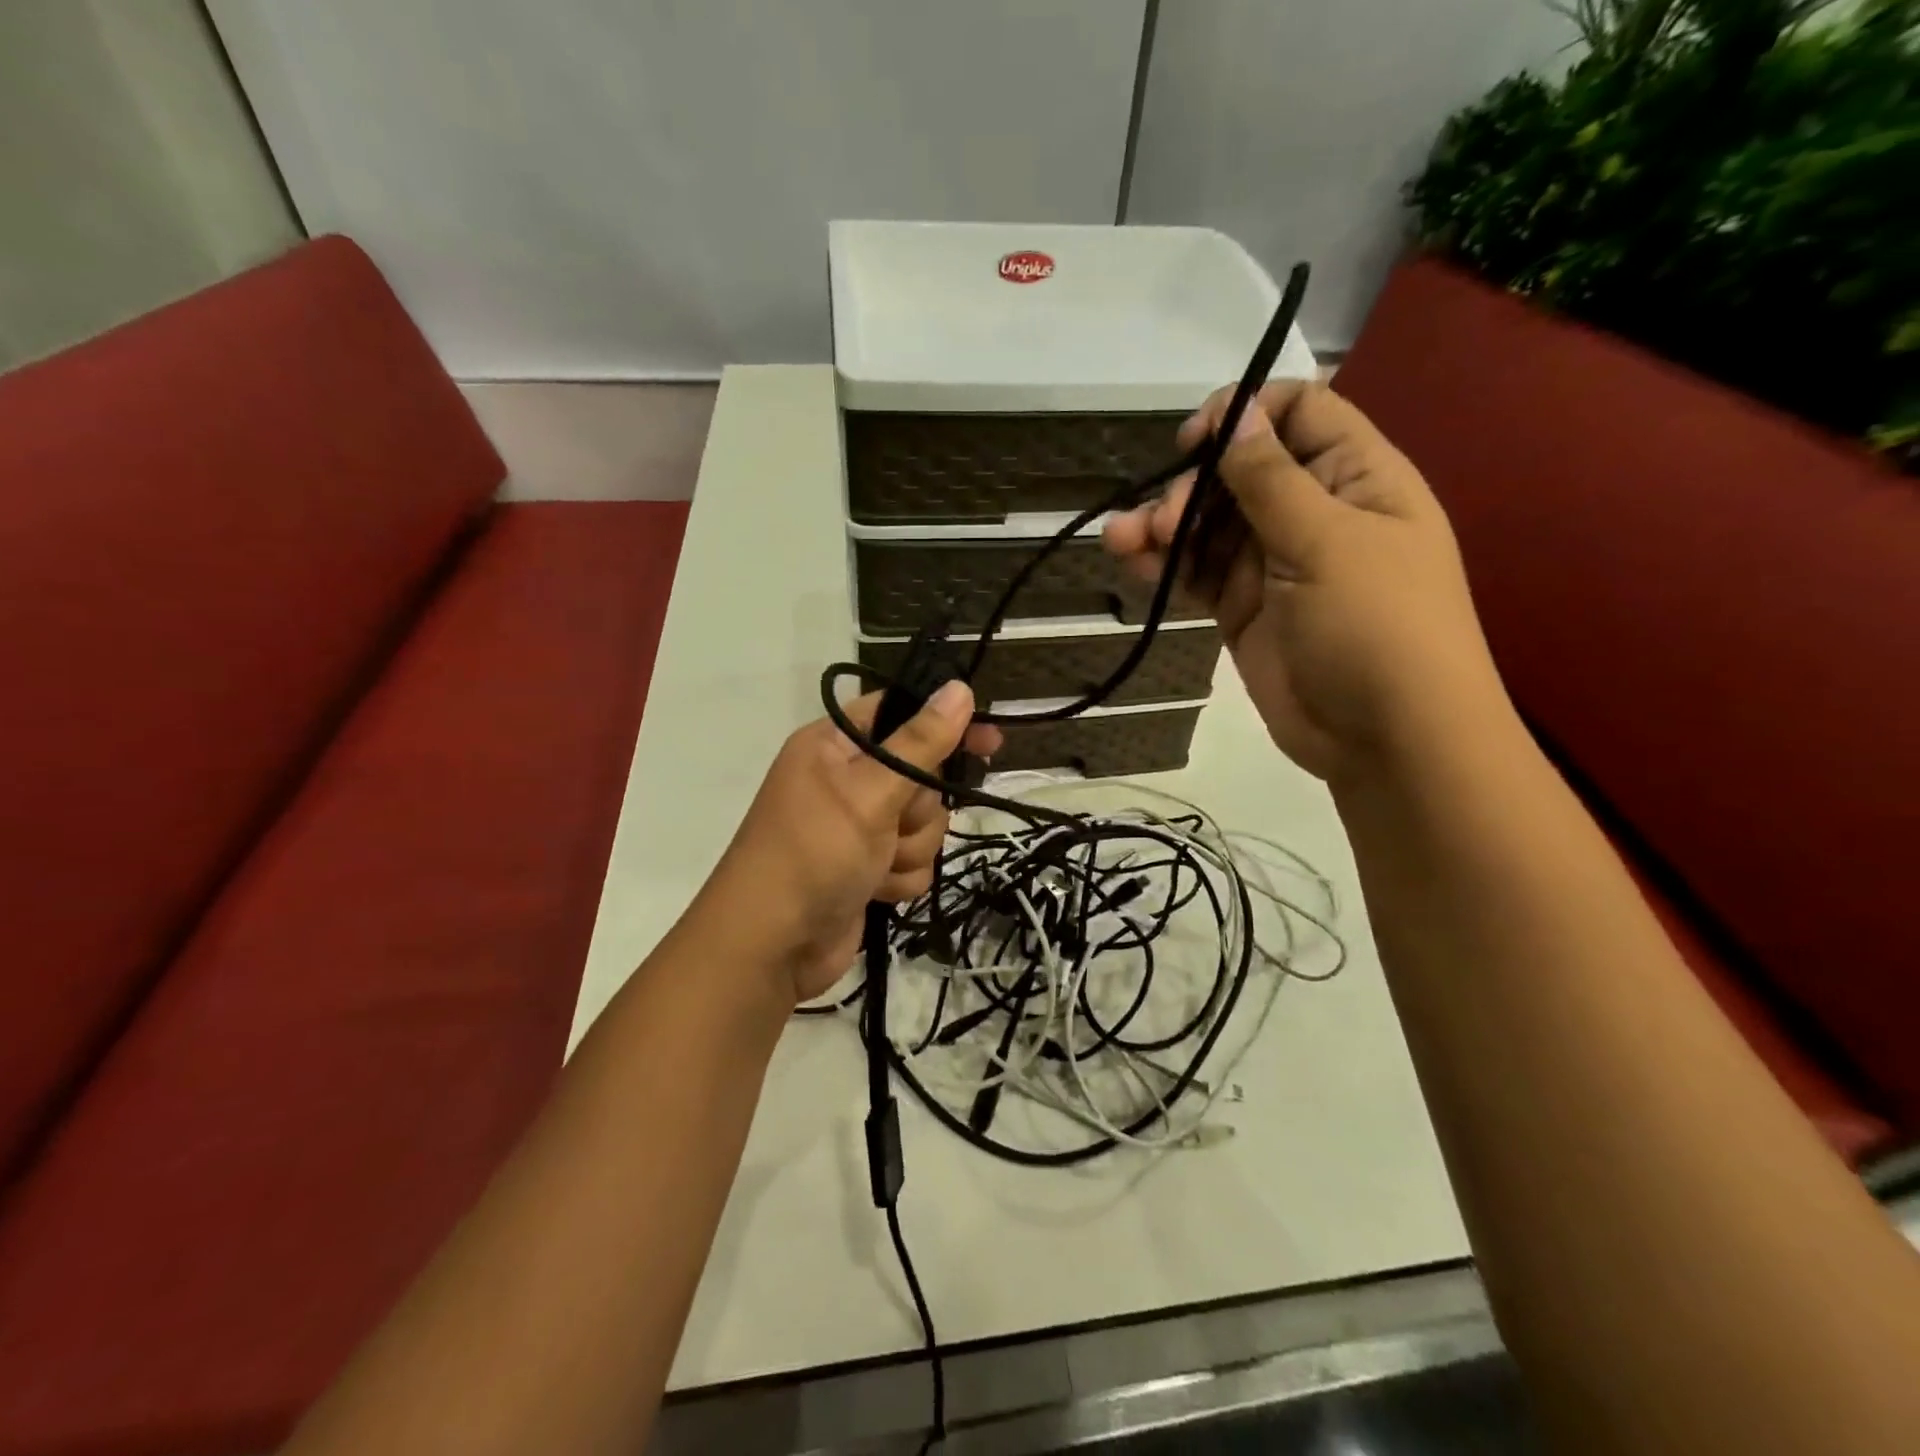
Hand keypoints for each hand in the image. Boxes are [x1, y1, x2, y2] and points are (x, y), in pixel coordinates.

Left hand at [699, 684, 1000, 1003]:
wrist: (771, 947)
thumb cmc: (814, 853)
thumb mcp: (870, 791)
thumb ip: (920, 742)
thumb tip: (960, 688)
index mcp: (834, 745)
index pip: (900, 713)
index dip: (944, 724)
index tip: (988, 740)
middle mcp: (847, 779)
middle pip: (921, 774)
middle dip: (918, 808)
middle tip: (895, 822)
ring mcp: (858, 826)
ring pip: (925, 823)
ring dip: (909, 848)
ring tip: (875, 865)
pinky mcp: (869, 867)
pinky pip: (913, 860)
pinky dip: (900, 878)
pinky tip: (875, 890)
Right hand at [1103, 380, 1505, 783]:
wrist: (1386, 739)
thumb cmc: (1376, 626)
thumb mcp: (1328, 542)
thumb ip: (1272, 481)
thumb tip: (1238, 414)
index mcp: (1356, 478)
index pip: (1300, 414)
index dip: (1246, 416)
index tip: (1195, 441)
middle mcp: (1314, 512)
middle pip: (1240, 472)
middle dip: (1193, 485)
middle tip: (1165, 520)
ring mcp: (1273, 564)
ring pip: (1209, 525)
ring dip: (1164, 525)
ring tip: (1122, 540)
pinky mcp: (1242, 609)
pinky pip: (1196, 574)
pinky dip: (1164, 565)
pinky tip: (1130, 561)